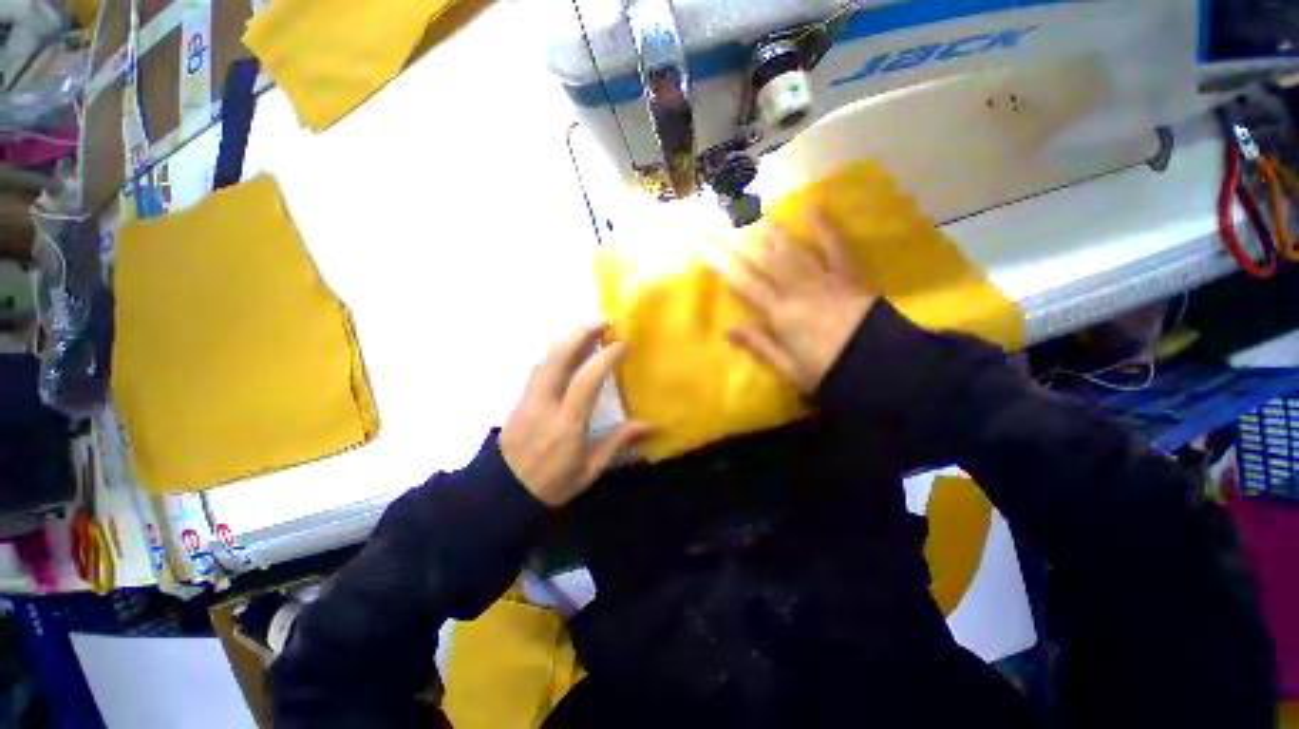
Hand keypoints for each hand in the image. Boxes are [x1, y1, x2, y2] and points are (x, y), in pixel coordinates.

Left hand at [500, 323, 650, 506]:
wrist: (502, 495)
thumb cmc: (551, 485)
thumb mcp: (589, 470)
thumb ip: (617, 443)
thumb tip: (649, 425)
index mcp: (567, 424)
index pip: (586, 380)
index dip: (605, 357)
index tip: (623, 344)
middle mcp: (545, 404)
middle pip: (558, 358)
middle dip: (582, 334)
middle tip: (605, 320)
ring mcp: (528, 399)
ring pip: (545, 359)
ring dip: (567, 339)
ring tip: (589, 329)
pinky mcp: (519, 399)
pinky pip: (538, 367)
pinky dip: (555, 352)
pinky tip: (567, 349)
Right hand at [709, 210, 875, 391]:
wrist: (883, 368)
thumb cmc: (829, 372)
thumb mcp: (789, 368)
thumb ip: (759, 345)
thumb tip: (728, 329)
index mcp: (781, 314)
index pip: (745, 284)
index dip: (722, 265)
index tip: (704, 248)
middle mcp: (797, 289)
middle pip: (763, 260)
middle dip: (739, 240)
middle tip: (721, 220)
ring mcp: (824, 278)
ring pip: (792, 249)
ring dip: (770, 229)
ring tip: (753, 211)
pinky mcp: (848, 275)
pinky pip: (835, 246)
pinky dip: (824, 227)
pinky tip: (813, 207)